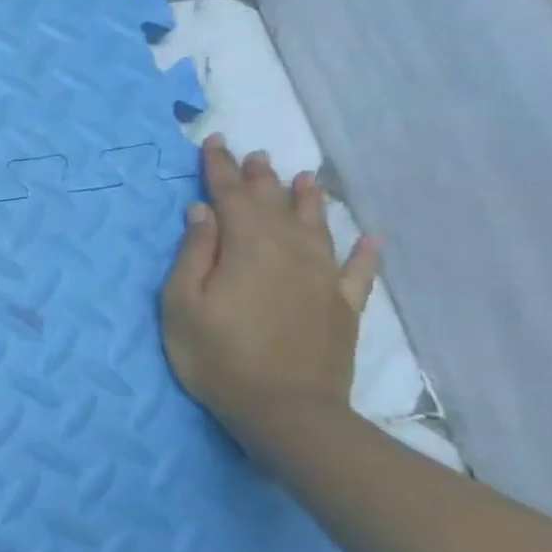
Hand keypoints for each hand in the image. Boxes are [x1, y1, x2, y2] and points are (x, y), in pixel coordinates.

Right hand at [161, 134, 379, 434]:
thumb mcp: (182, 302)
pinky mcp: (342, 306)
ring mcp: (322, 278)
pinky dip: (364, 251)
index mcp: (246, 247)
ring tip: (303, 177)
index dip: (220, 168)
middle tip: (254, 154)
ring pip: (316, 226)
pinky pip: (358, 270)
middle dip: (260, 178)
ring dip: (307, 200)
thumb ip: (195, 253)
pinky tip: (369, 237)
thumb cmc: (215, 354)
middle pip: (273, 205)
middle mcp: (289, 252)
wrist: (283, 408)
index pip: (231, 196)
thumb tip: (204, 212)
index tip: (213, 142)